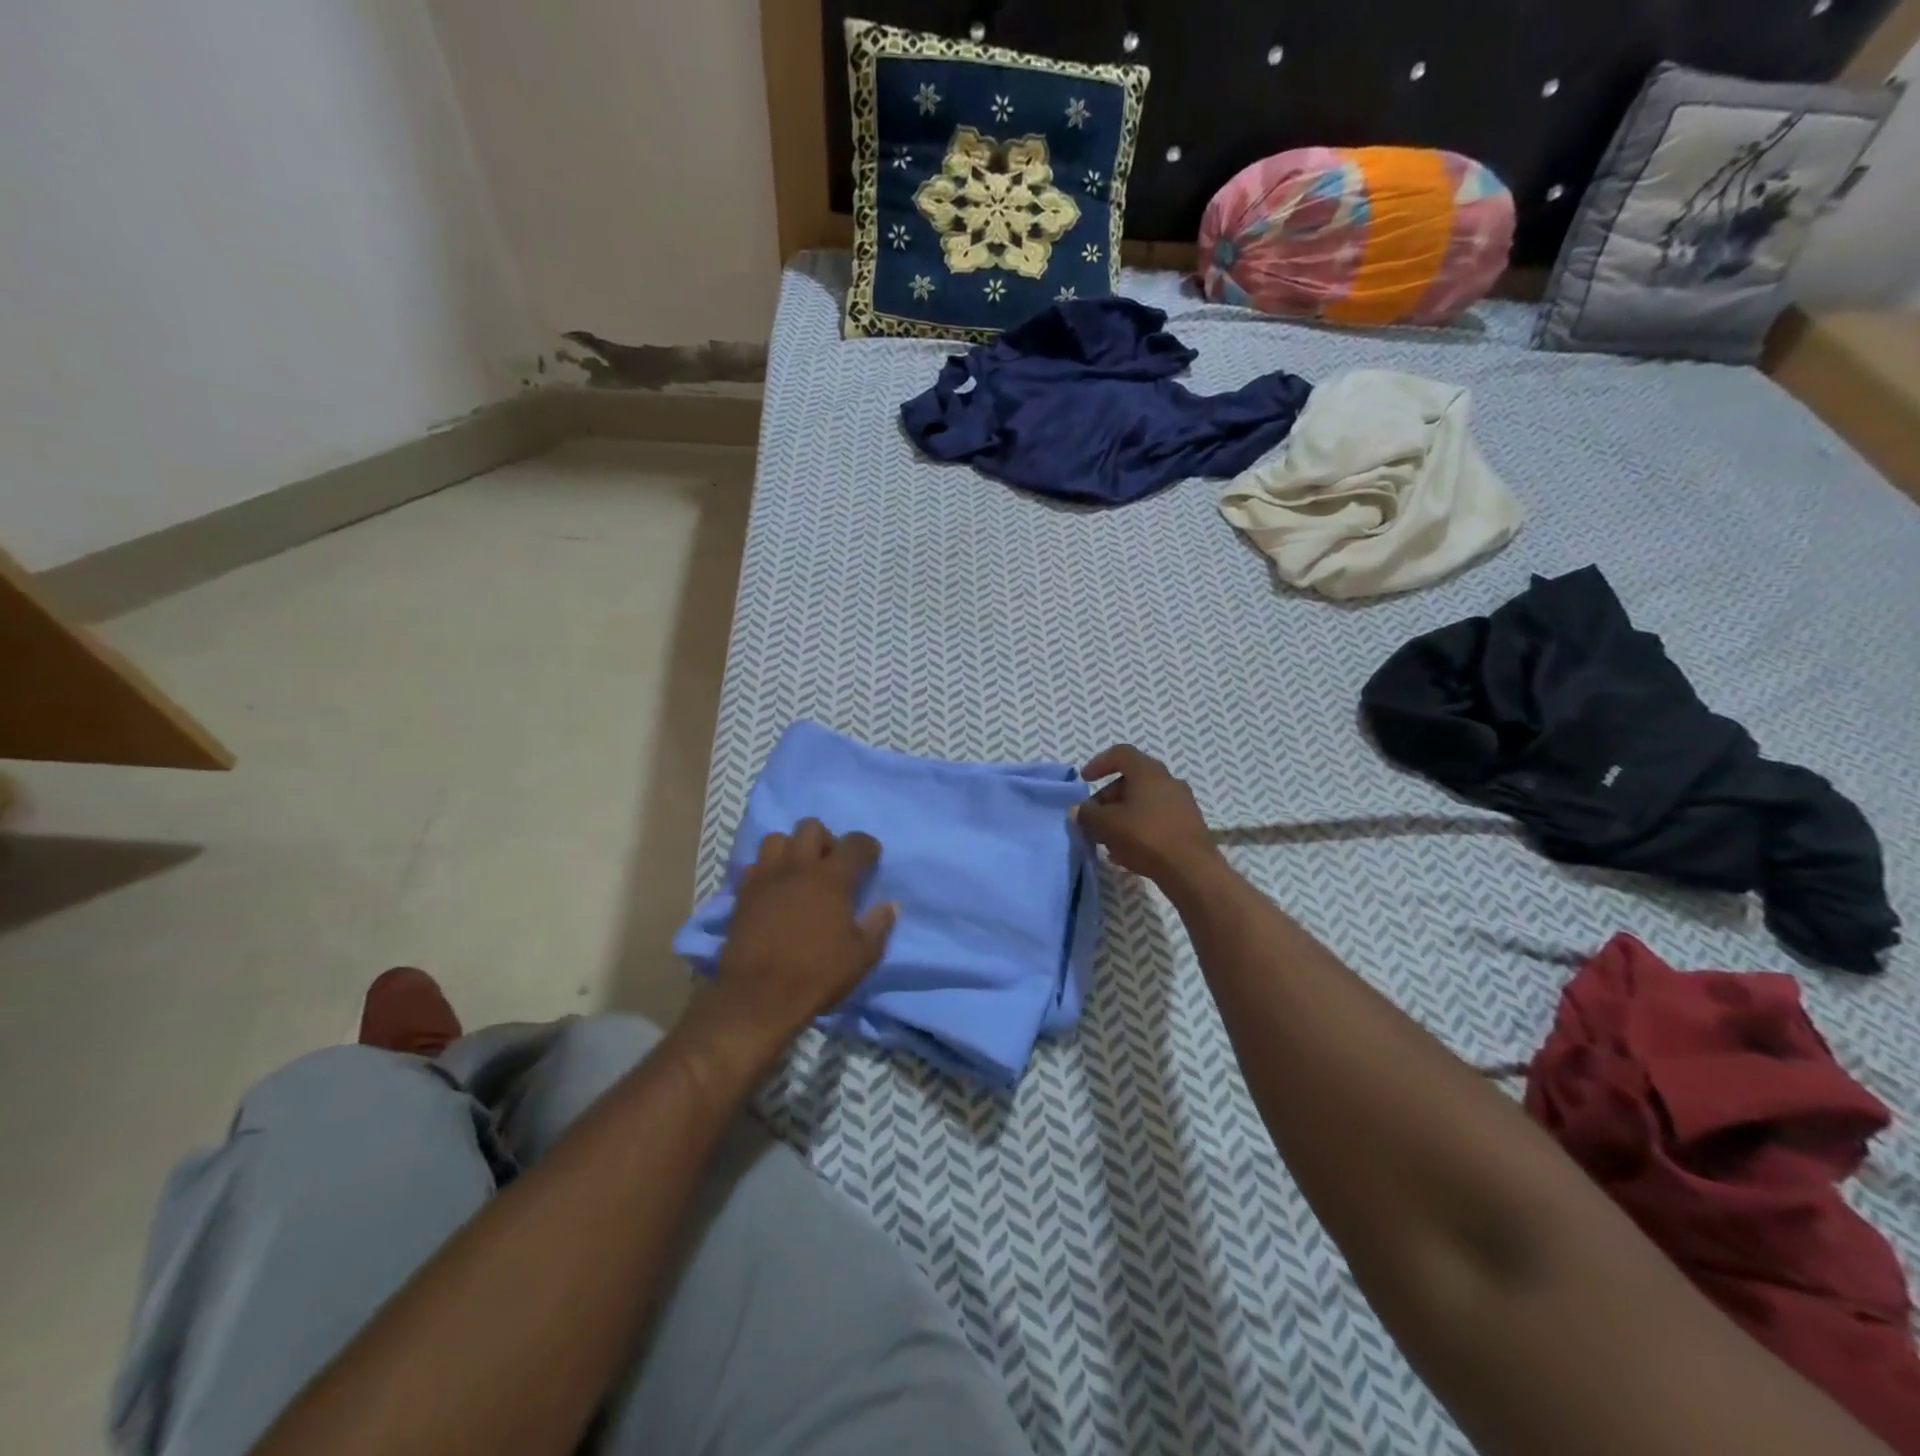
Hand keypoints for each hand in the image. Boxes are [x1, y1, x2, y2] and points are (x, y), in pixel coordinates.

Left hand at [695, 820, 895, 1070]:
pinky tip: (775, 889)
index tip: (871, 859)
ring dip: (792, 849)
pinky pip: (755, 864)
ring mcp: (766, 877)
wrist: (758, 997)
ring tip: (798, 872)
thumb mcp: (862, 957)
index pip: (855, 843)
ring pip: (777, 838)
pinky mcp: (743, 892)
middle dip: (826, 839)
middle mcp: (798, 867)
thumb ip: (878, 926)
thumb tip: (889, 905)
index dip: (867, 847)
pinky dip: (768, 869)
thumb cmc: (817, 975)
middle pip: (811, 827)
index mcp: (832, 878)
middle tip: (831, 865)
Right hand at [1074, 745, 1218, 887]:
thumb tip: (1079, 810)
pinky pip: (1156, 819)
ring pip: (1144, 802)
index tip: (1085, 781)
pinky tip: (1127, 852)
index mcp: (1148, 772)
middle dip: (1108, 797)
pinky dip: (1138, 828)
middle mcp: (1168, 781)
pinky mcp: (1189, 825)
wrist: (1192, 871)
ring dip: (1122, 815)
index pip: (1121, 754)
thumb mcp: (1107, 825)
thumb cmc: (1146, 837)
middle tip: (1094, 818)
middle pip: (1131, 780)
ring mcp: (1182, 803)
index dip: (1099, 763)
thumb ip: (1088, 814)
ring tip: (1108, 839)